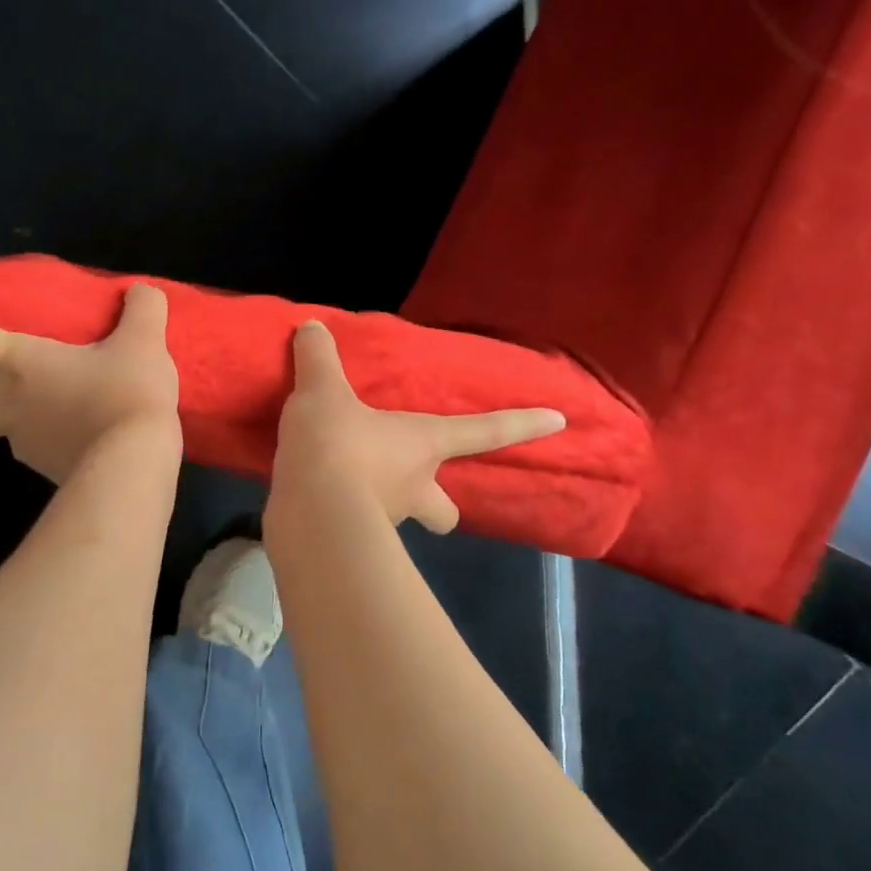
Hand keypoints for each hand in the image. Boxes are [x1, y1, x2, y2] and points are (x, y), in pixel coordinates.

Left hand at [0, 284, 180, 484]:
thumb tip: (142, 293)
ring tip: (79, 414)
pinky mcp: (51, 475)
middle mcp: (10, 408)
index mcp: (19, 364)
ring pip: (13, 435)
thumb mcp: (143, 341)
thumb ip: (141, 308)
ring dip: (31, 424)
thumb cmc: (124, 393)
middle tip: (8, 398)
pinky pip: (49, 454)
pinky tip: (96, 438)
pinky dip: (63, 444)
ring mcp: (26, 448)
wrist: (134, 466)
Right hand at [271, 320, 565, 533]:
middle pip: (445, 509)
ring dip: (383, 503)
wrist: (310, 515)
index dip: (521, 424)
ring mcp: (384, 521)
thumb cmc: (336, 446)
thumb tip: (311, 326)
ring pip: (399, 517)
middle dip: (440, 505)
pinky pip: (353, 526)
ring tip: (345, 484)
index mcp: (422, 444)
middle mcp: (413, 486)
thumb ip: (318, 359)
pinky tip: (317, 500)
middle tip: (421, 488)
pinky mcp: (349, 543)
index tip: (559, 421)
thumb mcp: (321, 393)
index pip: (483, 432)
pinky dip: (341, 514)